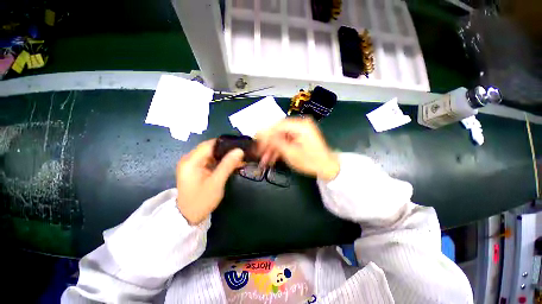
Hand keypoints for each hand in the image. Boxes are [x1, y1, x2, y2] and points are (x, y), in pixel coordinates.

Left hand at [176, 140, 244, 224]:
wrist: (188, 216)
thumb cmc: (201, 200)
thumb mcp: (216, 183)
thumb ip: (227, 165)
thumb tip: (239, 150)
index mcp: (191, 161)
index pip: (210, 144)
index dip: (225, 143)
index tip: (240, 146)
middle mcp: (189, 159)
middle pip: (211, 148)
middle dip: (227, 150)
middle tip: (241, 153)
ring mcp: (192, 163)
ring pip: (211, 153)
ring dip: (225, 156)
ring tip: (239, 159)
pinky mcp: (196, 168)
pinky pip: (210, 160)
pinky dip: (221, 161)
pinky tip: (231, 164)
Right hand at [256, 117, 339, 180]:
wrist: (327, 168)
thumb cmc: (310, 161)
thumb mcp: (291, 153)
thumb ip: (275, 142)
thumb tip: (261, 134)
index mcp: (300, 125)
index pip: (277, 126)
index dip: (265, 135)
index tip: (256, 143)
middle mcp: (300, 124)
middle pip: (278, 132)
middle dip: (268, 144)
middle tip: (259, 153)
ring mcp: (300, 131)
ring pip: (281, 137)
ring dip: (272, 148)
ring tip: (264, 160)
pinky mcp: (300, 137)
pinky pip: (286, 141)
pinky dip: (279, 149)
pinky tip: (272, 158)